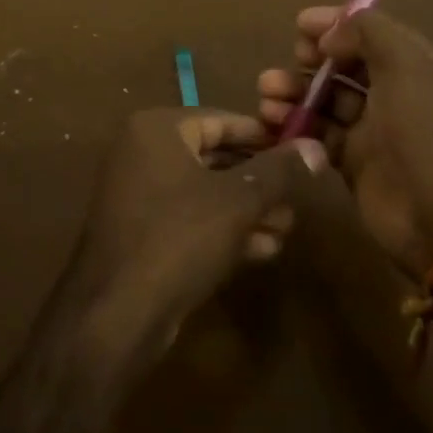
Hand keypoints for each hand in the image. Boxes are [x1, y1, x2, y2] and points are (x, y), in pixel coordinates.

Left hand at [69, 109, 325, 364]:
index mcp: (157, 129)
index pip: (221, 119)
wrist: (117, 314)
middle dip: (258, 179)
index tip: (299, 151)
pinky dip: (223, 228)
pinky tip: (263, 249)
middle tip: (297, 196)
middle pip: (214, 156)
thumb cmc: (179, 238)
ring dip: (247, 208)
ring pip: (205, 191)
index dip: (263, 136)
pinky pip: (189, 217)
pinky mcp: (141, 231)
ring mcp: (138, 193)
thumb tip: (315, 146)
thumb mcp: (238, 201)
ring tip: (286, 227)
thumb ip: (278, 171)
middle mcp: (142, 152)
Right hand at [258, 9, 432, 278]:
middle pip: (344, 63)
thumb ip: (368, 33)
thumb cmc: (428, 133)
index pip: (370, 32)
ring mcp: (373, 128)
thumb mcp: (407, 66)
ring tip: (268, 93)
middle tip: (292, 59)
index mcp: (416, 64)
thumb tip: (331, 37)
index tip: (300, 25)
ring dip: (295, 89)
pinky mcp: (353, 160)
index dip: (335, 24)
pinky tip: (273, 120)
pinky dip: (295, 123)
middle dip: (312, 57)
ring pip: (325, 97)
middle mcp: (395, 91)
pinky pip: (317, 132)